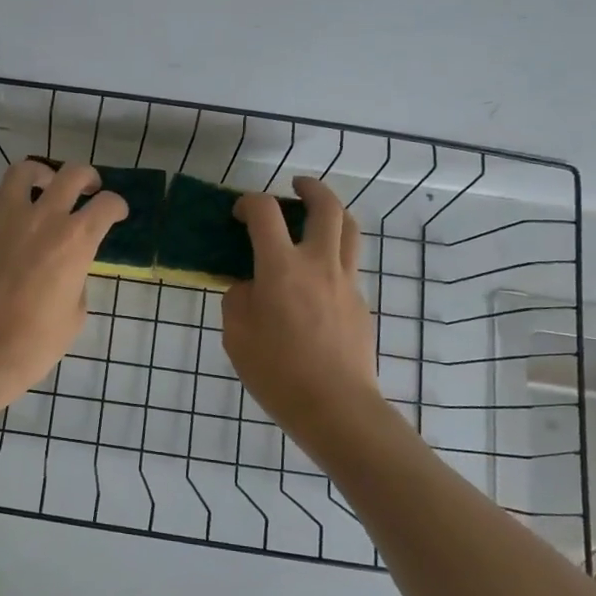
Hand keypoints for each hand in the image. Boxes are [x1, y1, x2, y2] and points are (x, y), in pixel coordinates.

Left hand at [0, 158, 125, 412]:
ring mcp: (5, 219)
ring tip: (43, 186)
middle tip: (87, 188)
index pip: (107, 205)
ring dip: (40, 174)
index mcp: (76, 240)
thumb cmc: (36, 342)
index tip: (115, 213)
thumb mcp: (75, 313)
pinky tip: (8, 215)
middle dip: (86, 177)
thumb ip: (76, 278)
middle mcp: (43, 218)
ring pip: (23, 171)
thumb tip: (67, 267)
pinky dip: (4, 200)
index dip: (116, 206)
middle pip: (71, 174)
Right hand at [221, 177, 379, 436]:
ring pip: (349, 229)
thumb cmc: (277, 372)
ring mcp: (346, 282)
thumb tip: (249, 286)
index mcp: (281, 267)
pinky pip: (349, 264)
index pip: (265, 212)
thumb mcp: (236, 336)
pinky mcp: (360, 303)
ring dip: (333, 212)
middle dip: (310, 188)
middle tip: (296, 187)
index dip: (249, 202)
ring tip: (317, 217)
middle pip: (326, 206)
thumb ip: (237, 300)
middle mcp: (318, 263)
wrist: (336, 408)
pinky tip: (317, 277)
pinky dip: (334, 254)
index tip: (240, 213)